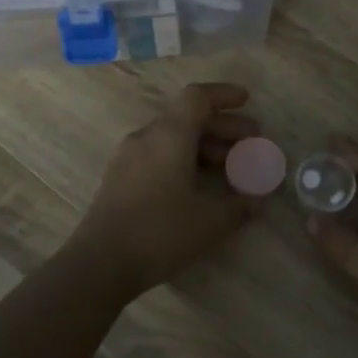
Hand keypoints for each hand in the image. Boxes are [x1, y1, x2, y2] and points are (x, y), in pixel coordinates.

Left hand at [67, 83, 262, 297]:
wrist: (100, 263)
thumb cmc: (161, 232)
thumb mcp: (211, 220)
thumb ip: (240, 204)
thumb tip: (258, 199)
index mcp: (170, 135)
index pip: (198, 97)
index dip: (224, 94)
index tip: (246, 101)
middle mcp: (147, 137)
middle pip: (188, 118)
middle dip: (223, 127)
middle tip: (250, 143)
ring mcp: (128, 157)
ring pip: (173, 138)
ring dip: (204, 146)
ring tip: (229, 168)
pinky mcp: (119, 179)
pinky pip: (158, 155)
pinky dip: (184, 160)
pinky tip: (198, 187)